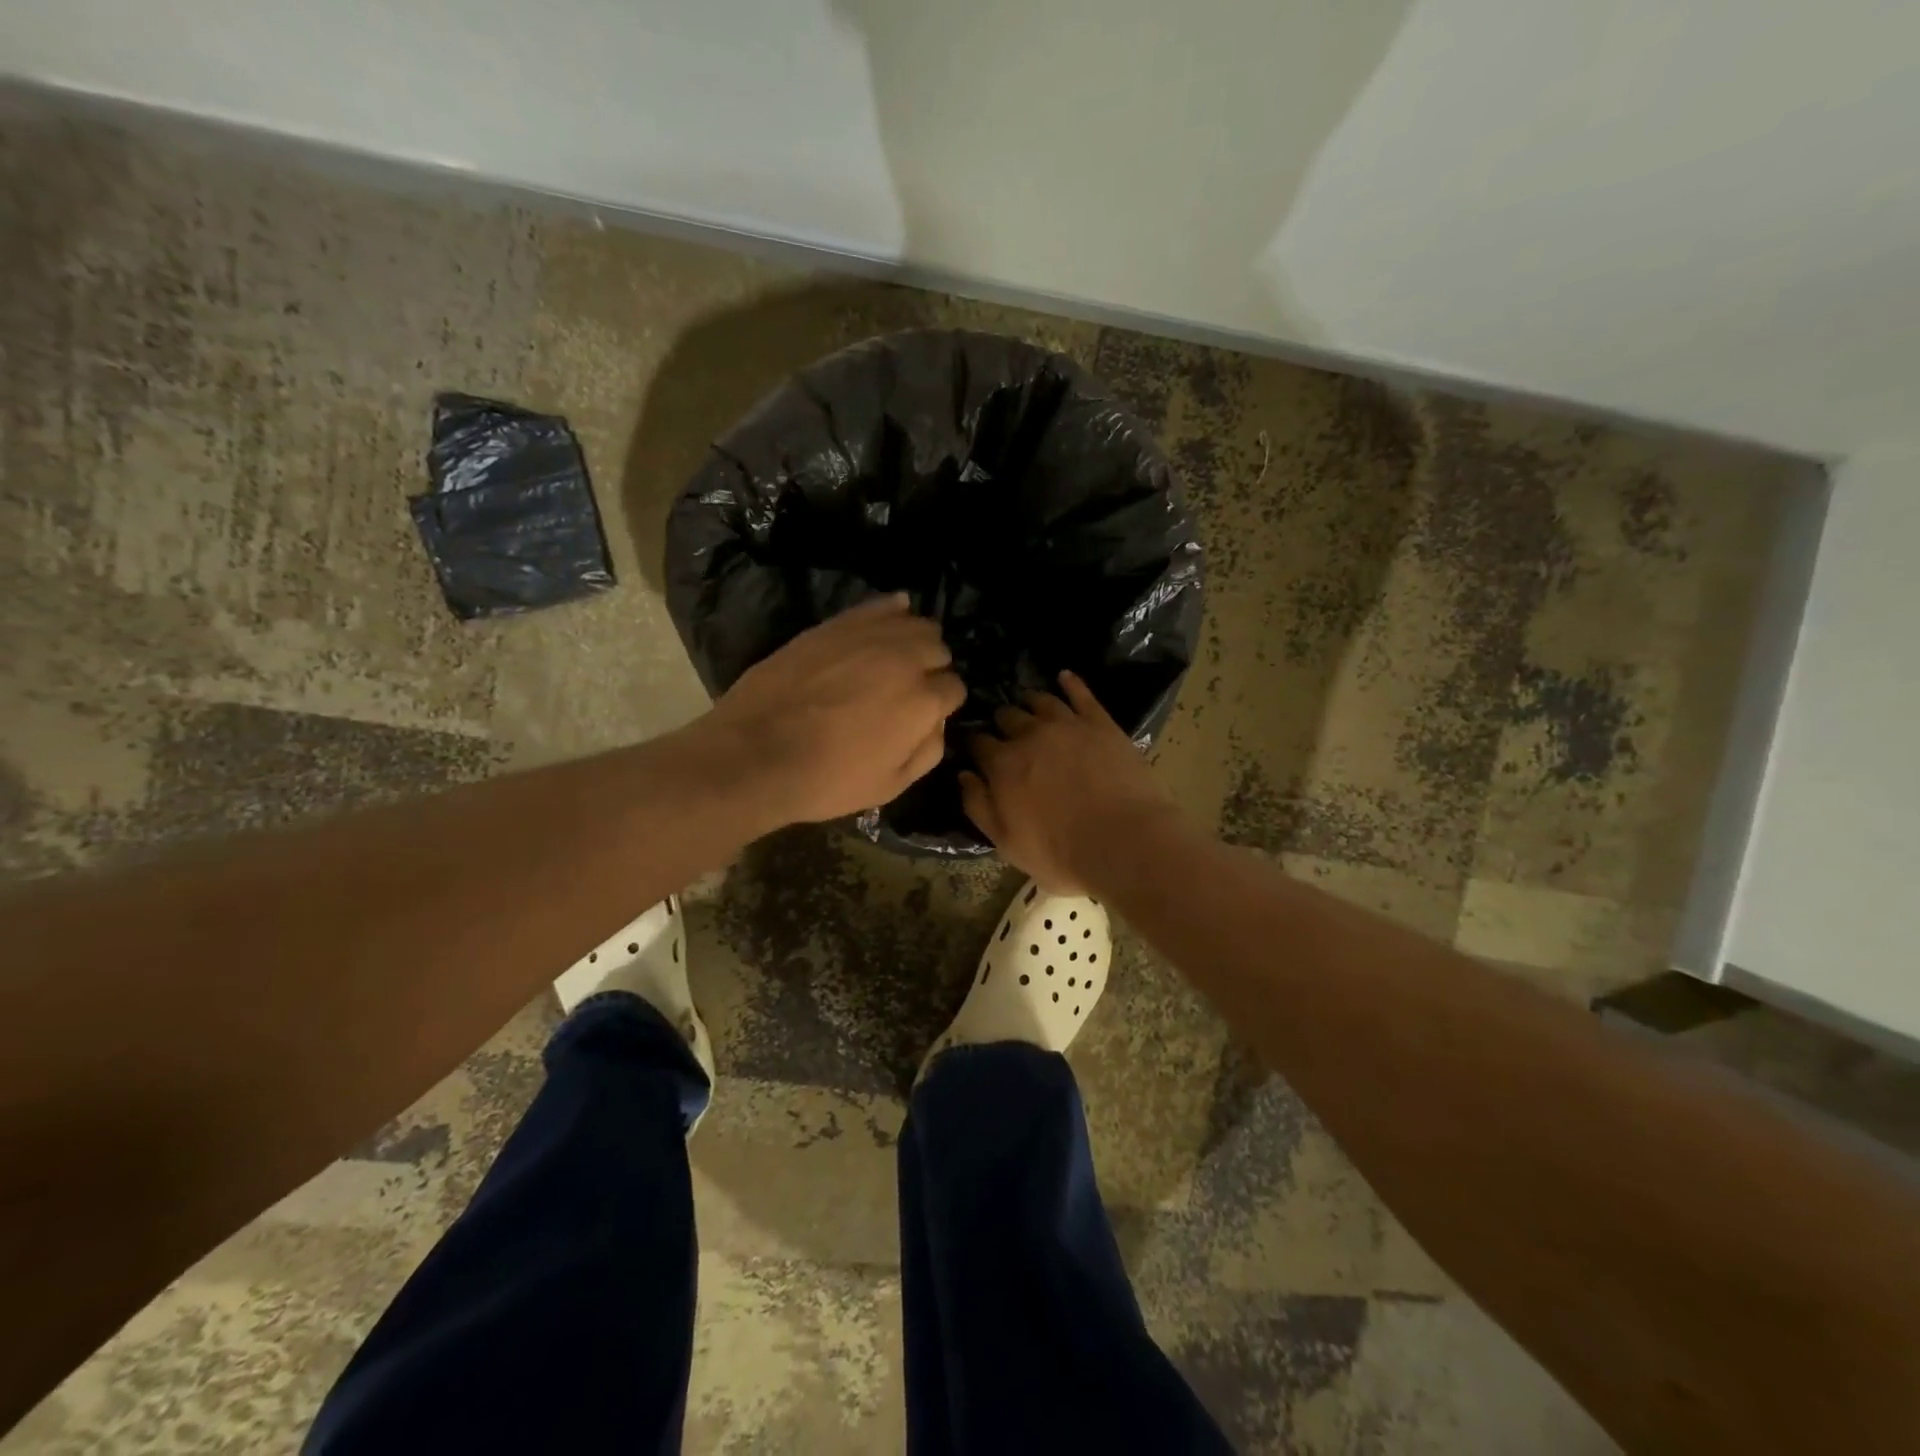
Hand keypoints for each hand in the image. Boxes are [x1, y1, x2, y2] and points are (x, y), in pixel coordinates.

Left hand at [699, 594, 965, 830]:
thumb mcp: (891, 785)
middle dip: (932, 668)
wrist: (756, 754)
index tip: (926, 714)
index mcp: (922, 701)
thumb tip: (938, 722)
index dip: (943, 703)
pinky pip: (879, 604)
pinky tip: (890, 620)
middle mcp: (904, 659)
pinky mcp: (836, 624)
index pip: (954, 688)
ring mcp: (869, 636)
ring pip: (915, 622)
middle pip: (938, 649)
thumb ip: (928, 750)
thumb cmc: (826, 780)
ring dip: (915, 640)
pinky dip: (892, 611)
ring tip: (897, 659)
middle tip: (909, 689)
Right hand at [961, 671, 1181, 891]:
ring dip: (1029, 702)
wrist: (1125, 842)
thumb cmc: (1061, 853)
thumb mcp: (1006, 843)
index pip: (978, 743)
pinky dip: (1071, 683)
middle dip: (1001, 722)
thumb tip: (964, 775)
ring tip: (1028, 706)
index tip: (976, 749)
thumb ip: (979, 806)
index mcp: (1002, 764)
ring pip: (1041, 701)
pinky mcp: (1101, 723)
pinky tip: (1065, 677)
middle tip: (1005, 732)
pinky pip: (1082, 694)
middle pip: (1006, 716)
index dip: (974, 744)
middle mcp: (1030, 735)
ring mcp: (1067, 724)